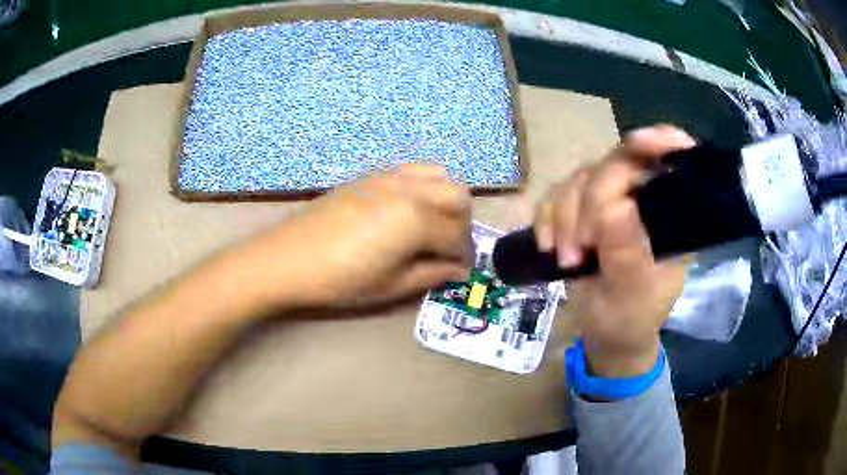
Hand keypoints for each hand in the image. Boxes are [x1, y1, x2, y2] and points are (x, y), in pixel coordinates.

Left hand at [247, 164, 473, 310]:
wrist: (288, 258)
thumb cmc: (340, 280)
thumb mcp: (391, 286)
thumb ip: (432, 274)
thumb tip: (458, 270)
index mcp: (416, 219)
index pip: (458, 235)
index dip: (464, 256)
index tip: (460, 271)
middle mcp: (410, 189)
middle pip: (459, 197)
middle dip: (462, 224)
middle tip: (448, 249)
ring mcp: (390, 177)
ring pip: (440, 176)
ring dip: (447, 200)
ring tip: (433, 226)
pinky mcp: (372, 175)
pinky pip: (413, 171)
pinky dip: (425, 187)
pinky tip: (408, 211)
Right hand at [535, 126, 695, 376]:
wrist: (606, 336)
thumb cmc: (630, 320)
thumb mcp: (632, 296)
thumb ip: (627, 255)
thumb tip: (615, 207)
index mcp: (671, 216)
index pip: (673, 161)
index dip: (660, 142)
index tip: (639, 143)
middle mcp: (642, 199)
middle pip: (615, 163)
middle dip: (590, 203)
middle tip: (578, 249)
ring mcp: (610, 202)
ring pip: (580, 177)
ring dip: (564, 217)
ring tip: (566, 259)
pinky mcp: (582, 211)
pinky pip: (556, 195)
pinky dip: (547, 219)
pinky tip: (548, 247)